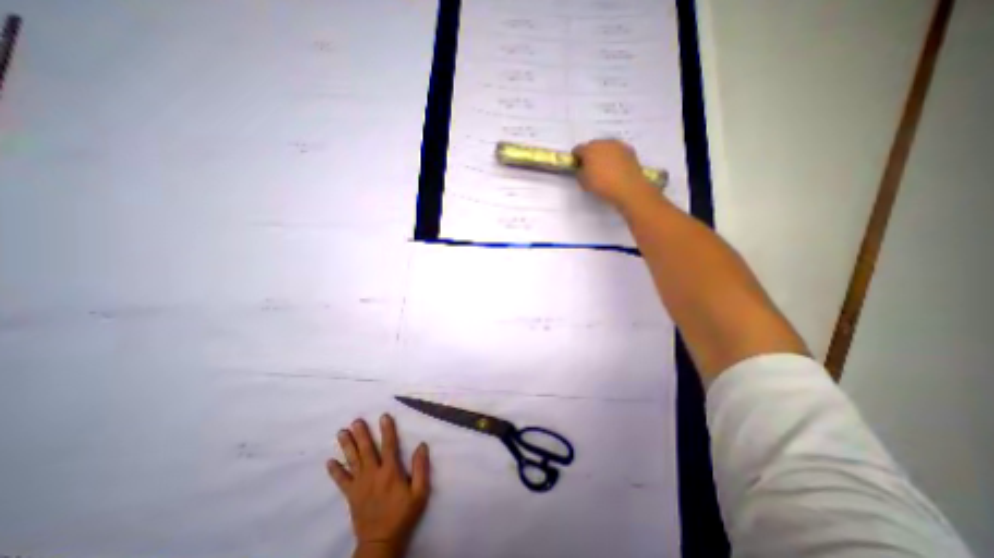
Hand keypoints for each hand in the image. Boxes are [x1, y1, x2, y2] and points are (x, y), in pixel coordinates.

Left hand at [329, 413, 431, 557]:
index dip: (387, 430)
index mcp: (391, 472)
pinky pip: (341, 481)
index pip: (389, 446)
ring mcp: (360, 485)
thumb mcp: (419, 493)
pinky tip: (329, 461)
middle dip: (361, 434)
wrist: (381, 542)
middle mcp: (373, 474)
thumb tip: (422, 445)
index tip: (383, 416)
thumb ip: (421, 468)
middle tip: (355, 420)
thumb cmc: (403, 514)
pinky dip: (335, 471)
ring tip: (341, 432)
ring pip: (353, 461)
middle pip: (366, 450)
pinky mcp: (351, 495)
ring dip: (347, 446)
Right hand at [575, 136, 658, 208]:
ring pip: (606, 147)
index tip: (578, 166)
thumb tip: (582, 168)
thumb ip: (579, 172)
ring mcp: (617, 145)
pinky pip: (617, 151)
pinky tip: (616, 168)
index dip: (576, 158)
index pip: (577, 149)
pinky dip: (615, 157)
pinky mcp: (629, 149)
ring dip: (603, 154)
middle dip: (590, 154)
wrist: (628, 187)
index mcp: (589, 150)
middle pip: (592, 145)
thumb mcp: (583, 182)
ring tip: (605, 168)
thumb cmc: (602, 185)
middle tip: (591, 168)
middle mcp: (603, 143)